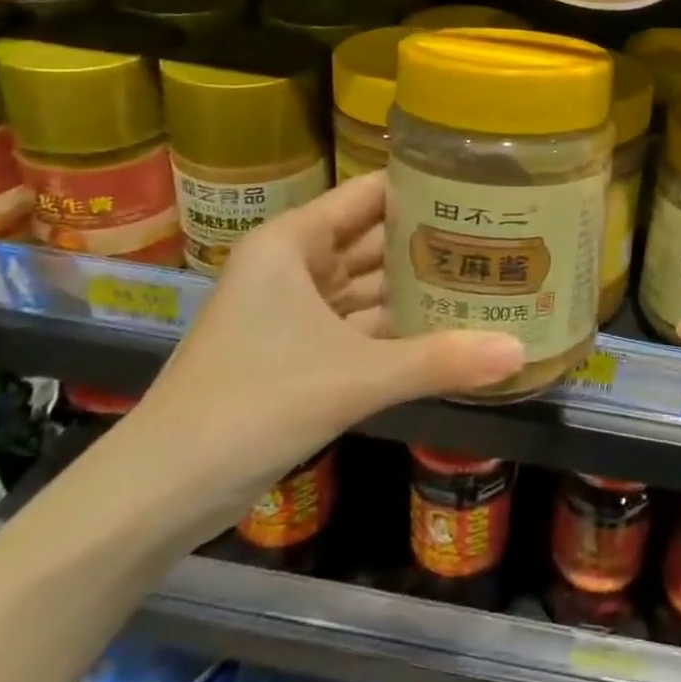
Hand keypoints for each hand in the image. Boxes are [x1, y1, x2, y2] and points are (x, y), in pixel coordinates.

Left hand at [129, 173, 523, 529]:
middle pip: (375, 239)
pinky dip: (401, 329)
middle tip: (504, 236)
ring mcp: (297, 311)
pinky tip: (452, 329)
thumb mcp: (351, 378)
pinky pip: (363, 326)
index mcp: (293, 242)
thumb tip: (520, 352)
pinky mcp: (301, 353)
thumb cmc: (250, 404)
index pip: (370, 194)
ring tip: (490, 276)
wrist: (160, 493)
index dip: (424, 188)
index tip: (484, 189)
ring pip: (370, 286)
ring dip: (420, 288)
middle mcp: (295, 265)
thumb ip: (438, 361)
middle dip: (432, 241)